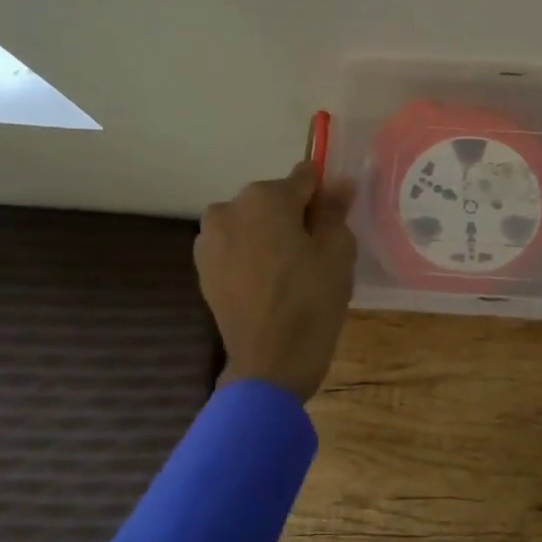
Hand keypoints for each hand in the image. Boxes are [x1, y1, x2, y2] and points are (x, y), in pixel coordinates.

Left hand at [196, 162, 357, 401]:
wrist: (270, 363)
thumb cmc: (312, 301)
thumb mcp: (338, 251)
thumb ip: (335, 209)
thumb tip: (338, 182)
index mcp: (264, 197)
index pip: (304, 178)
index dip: (325, 197)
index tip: (337, 222)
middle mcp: (228, 208)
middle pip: (274, 200)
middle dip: (295, 217)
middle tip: (318, 254)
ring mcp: (210, 239)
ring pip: (253, 224)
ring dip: (272, 236)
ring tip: (293, 273)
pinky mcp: (203, 268)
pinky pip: (237, 248)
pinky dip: (254, 257)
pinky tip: (271, 286)